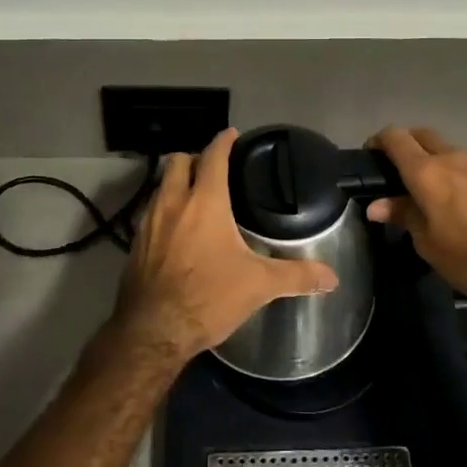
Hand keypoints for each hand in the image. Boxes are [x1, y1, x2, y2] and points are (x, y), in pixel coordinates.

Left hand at [112, 129, 338, 365]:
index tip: (231, 134)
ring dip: (175, 182)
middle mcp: (173, 203)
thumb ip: (295, 276)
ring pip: (160, 186)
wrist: (152, 332)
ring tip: (194, 195)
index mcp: (204, 202)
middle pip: (177, 162)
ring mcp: (148, 222)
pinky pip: (150, 212)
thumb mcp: (257, 286)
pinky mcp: (135, 243)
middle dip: (194, 157)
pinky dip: (164, 209)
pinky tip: (175, 229)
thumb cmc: (208, 297)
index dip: (223, 142)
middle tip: (211, 166)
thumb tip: (332, 278)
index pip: (213, 157)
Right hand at [366, 126, 466, 300]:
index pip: (395, 137)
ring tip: (424, 188)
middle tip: (394, 170)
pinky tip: (452, 198)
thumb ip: (402, 215)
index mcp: (426, 170)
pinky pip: (463, 165)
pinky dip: (451, 172)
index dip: (378, 141)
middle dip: (404, 145)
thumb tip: (376, 205)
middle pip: (420, 135)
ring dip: (430, 159)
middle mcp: (450, 158)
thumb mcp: (427, 242)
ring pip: (444, 149)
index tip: (369, 157)